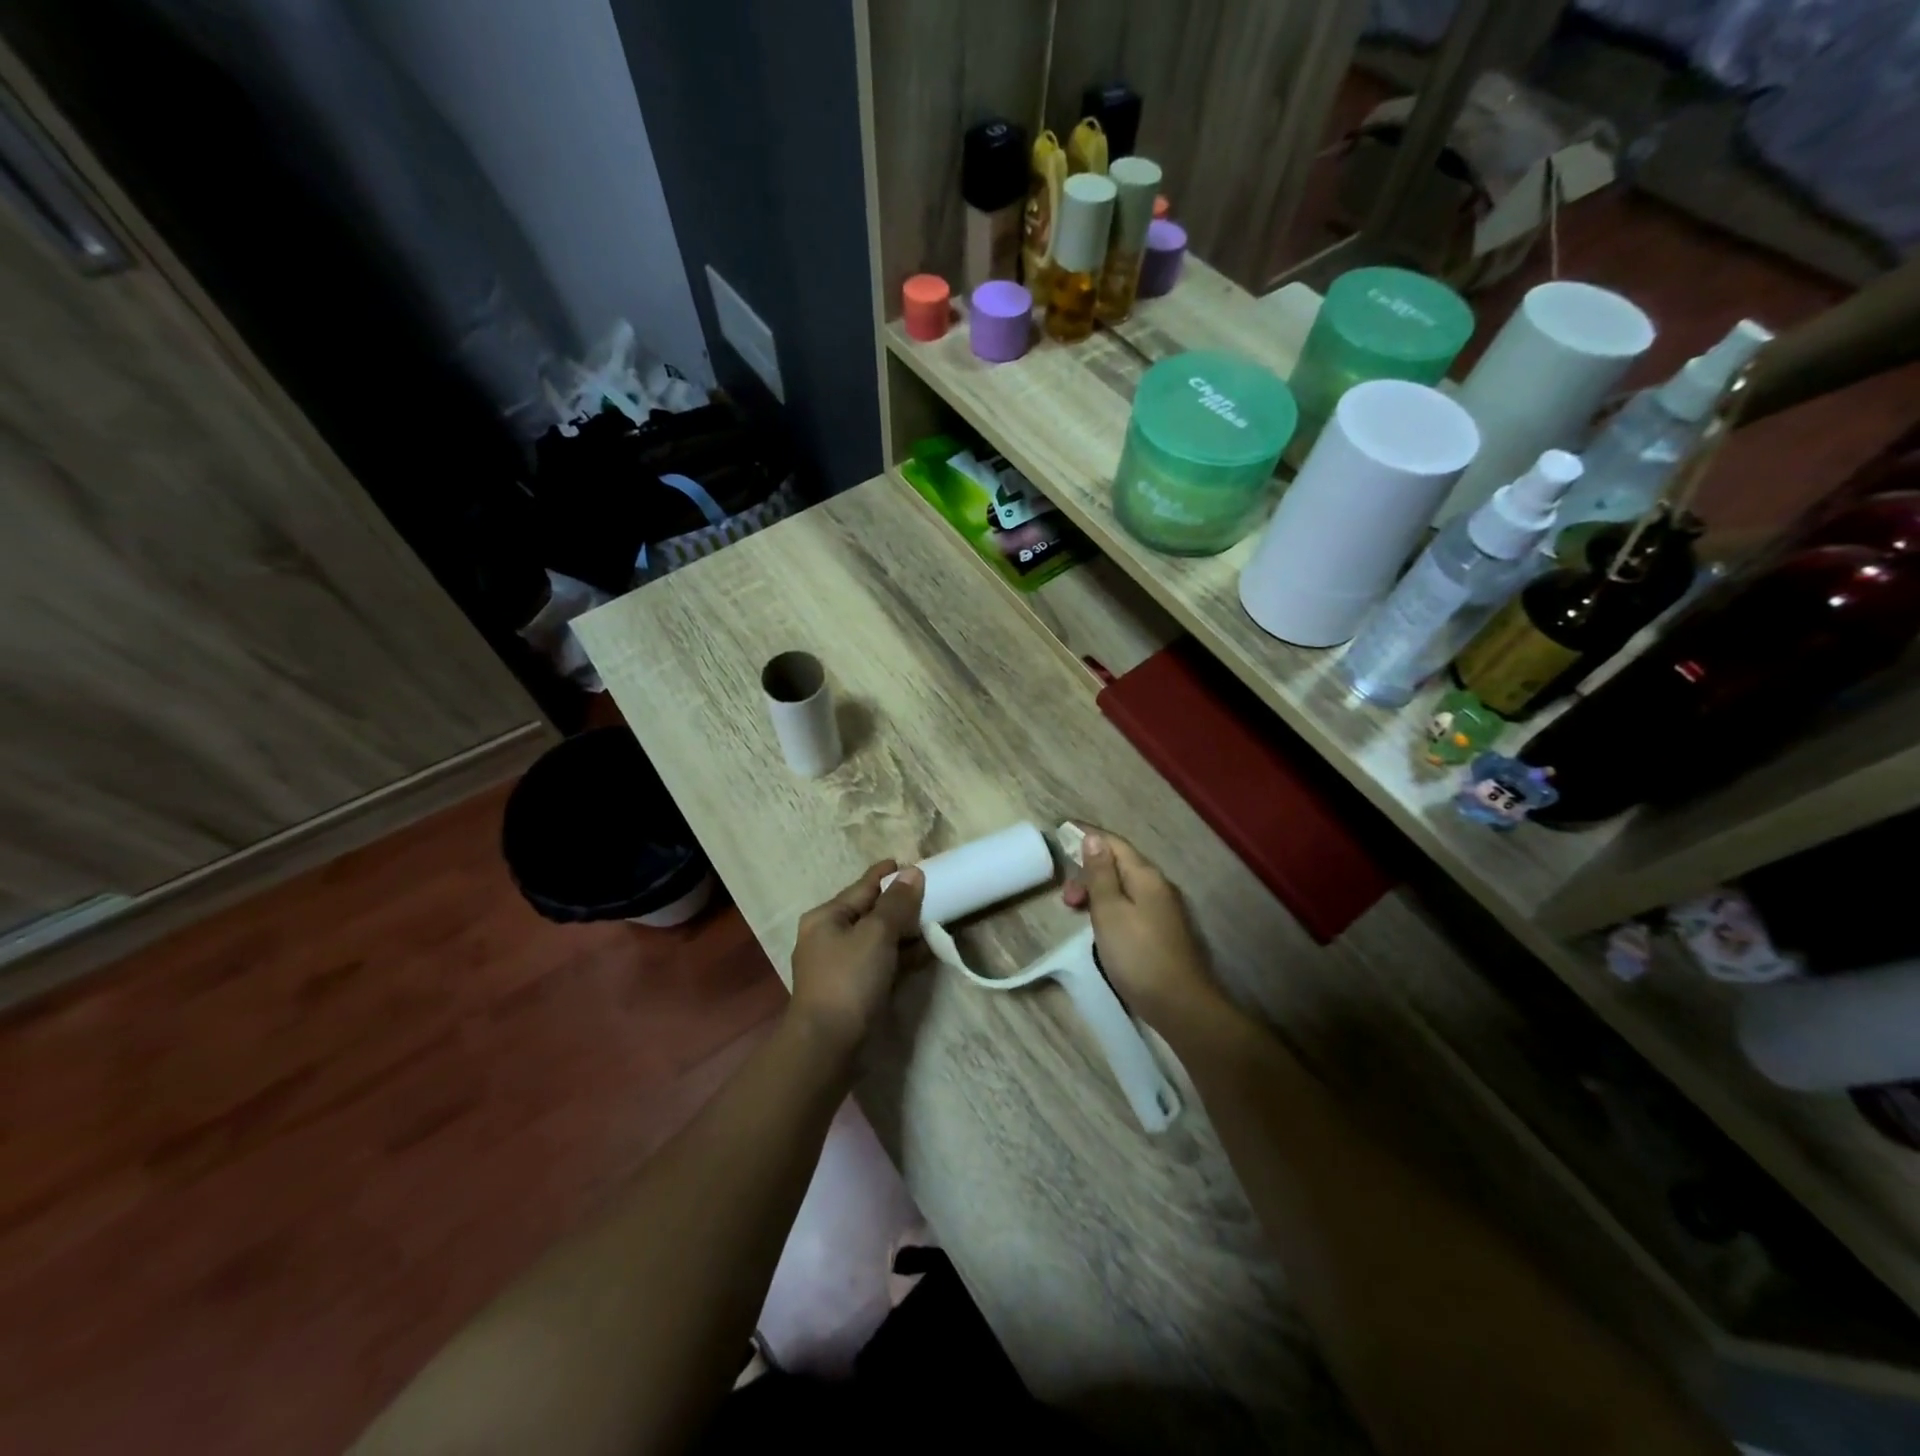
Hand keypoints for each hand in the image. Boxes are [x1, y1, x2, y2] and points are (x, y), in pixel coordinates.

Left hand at [787, 860, 924, 1057]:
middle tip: (933, 894)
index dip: (887, 875)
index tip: (912, 864)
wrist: (828, 1045)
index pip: (862, 887)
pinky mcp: (853, 991)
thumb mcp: (876, 934)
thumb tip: (912, 872)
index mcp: (826, 917)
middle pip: (870, 912)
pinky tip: (925, 952)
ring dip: (904, 931)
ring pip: (878, 939)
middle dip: (900, 904)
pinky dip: (902, 956)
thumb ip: (897, 903)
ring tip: (935, 921)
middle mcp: (829, 938)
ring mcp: (841, 966)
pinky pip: (882, 963)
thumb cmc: (849, 979)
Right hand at [1063, 830, 1218, 1028]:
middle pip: (1119, 865)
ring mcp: (1163, 909)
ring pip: (1124, 887)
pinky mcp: (1163, 931)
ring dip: (1097, 892)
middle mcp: (1158, 885)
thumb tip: (1093, 838)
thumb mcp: (1109, 911)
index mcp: (1145, 875)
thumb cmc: (1137, 955)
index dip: (1088, 835)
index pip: (1114, 843)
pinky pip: (1130, 904)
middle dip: (1088, 871)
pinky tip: (1100, 925)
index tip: (1062, 830)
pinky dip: (1110, 906)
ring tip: (1077, 912)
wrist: (1180, 1005)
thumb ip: (1101, 874)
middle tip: (1066, 898)